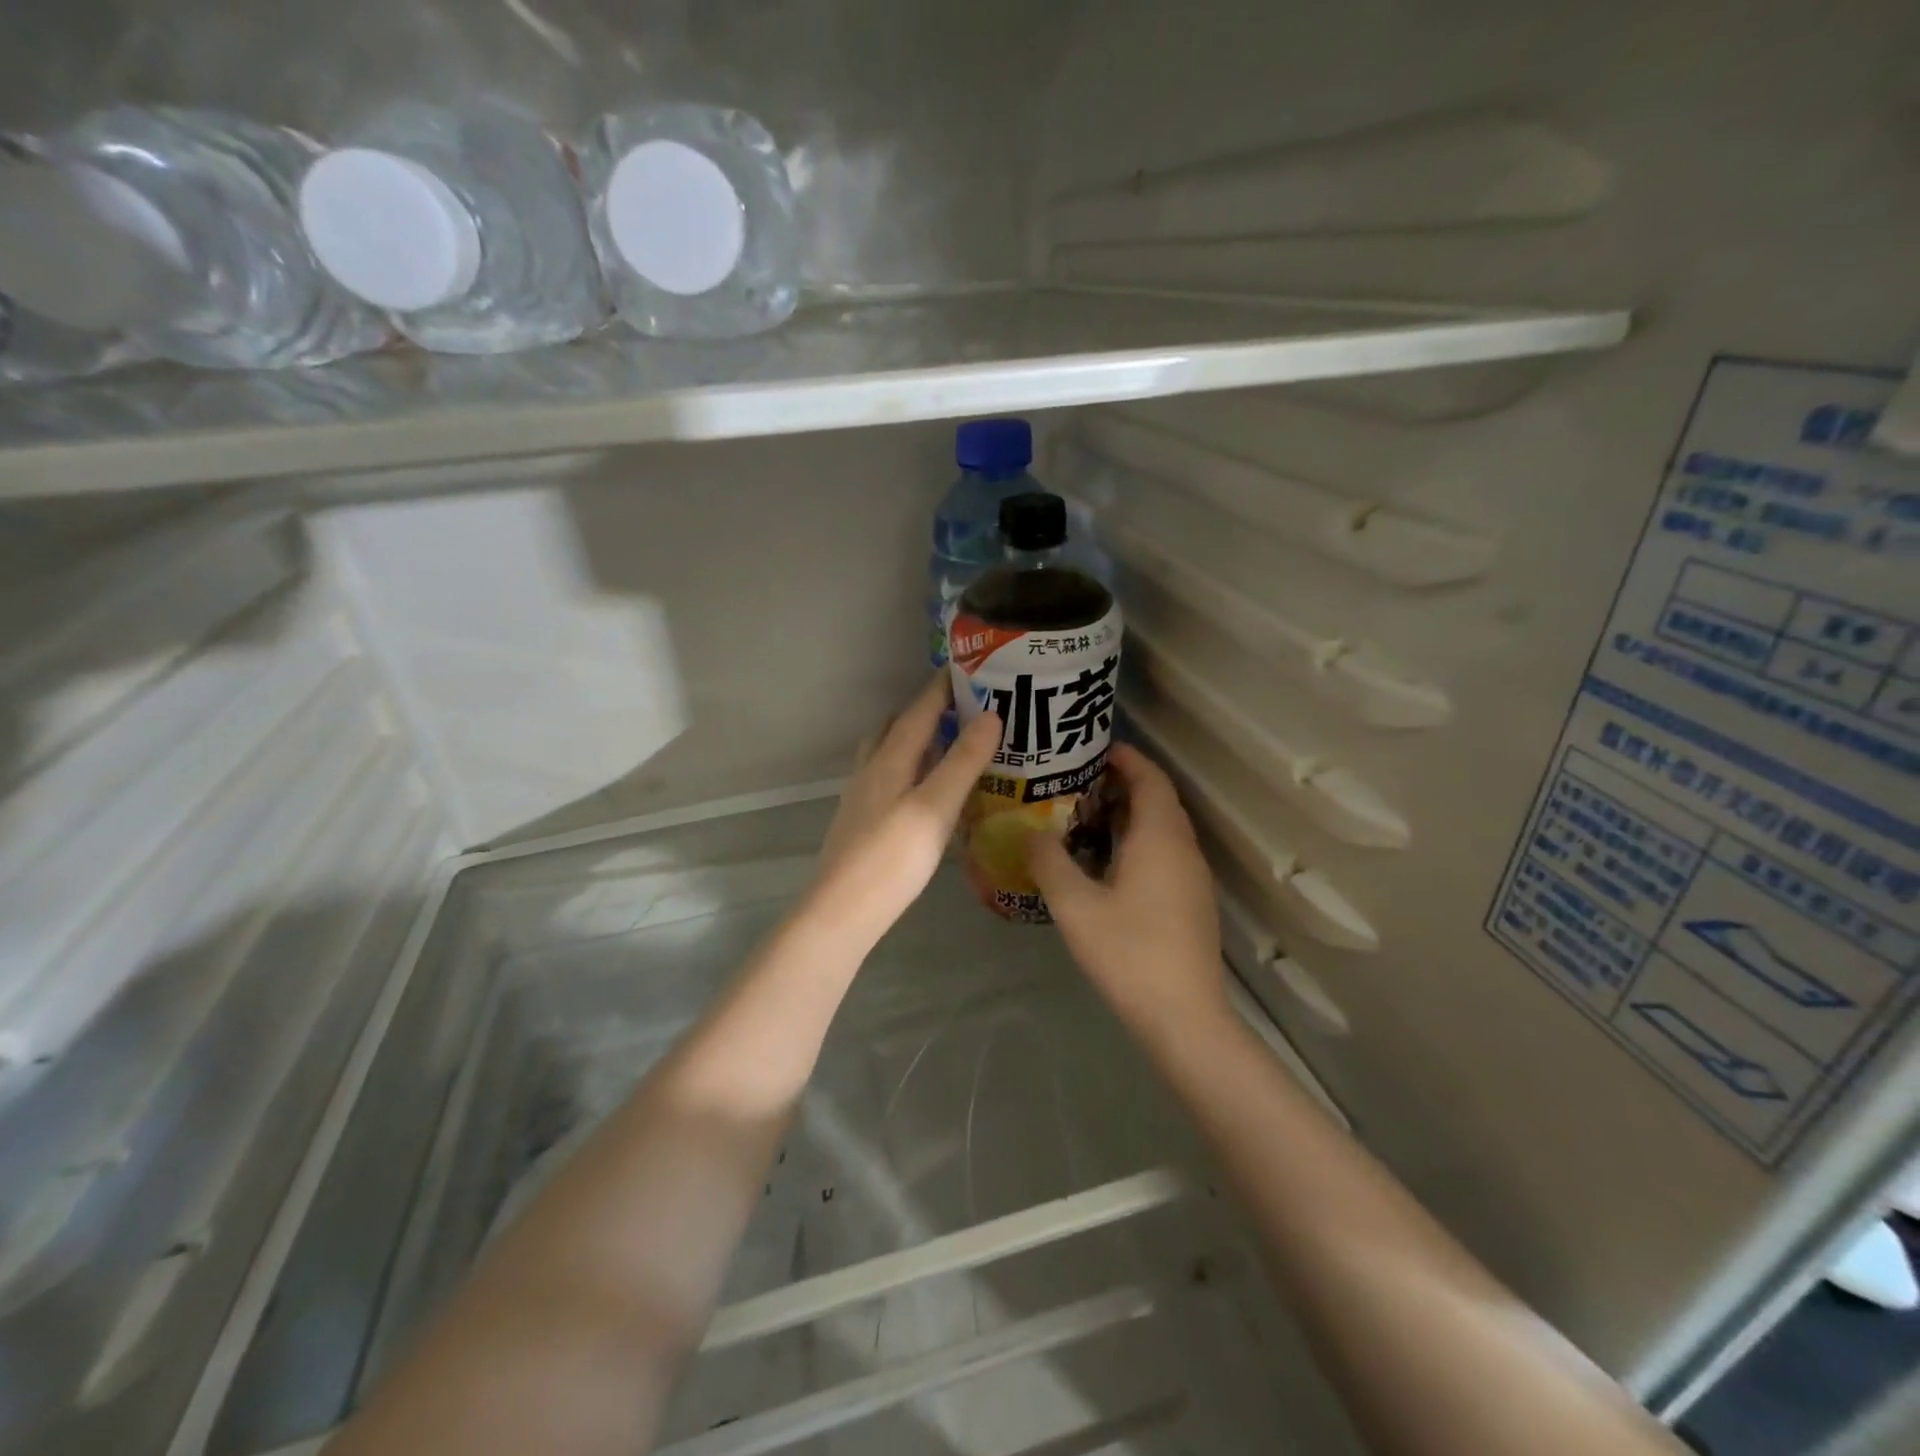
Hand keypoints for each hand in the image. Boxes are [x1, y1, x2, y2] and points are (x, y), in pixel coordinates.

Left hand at [808, 673, 1000, 944]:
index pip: (918, 710)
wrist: (841, 912)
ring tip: (948, 746)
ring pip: (888, 754)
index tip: (969, 669)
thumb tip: (991, 714)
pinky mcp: (862, 823)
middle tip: (963, 709)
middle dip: (926, 711)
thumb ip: (963, 762)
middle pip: (896, 727)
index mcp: (889, 760)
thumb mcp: (935, 807)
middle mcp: (871, 771)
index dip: (942, 688)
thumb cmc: (892, 859)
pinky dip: (909, 771)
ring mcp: (862, 798)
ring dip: (914, 741)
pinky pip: (888, 780)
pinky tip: (925, 792)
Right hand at [1024, 744, 1227, 1036]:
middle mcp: (1182, 848)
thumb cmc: (1129, 952)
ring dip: (1129, 814)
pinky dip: (1138, 841)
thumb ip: (1049, 862)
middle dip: (1122, 783)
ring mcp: (1192, 877)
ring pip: (1162, 828)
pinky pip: (1165, 852)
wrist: (1184, 1016)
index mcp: (1160, 838)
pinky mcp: (1191, 900)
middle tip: (1077, 782)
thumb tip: (1031, 832)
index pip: (1150, 778)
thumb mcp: (1076, 906)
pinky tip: (1106, 863)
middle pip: (1158, 800)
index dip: (1126, 758)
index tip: (1093, 749)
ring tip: (1084, 817)